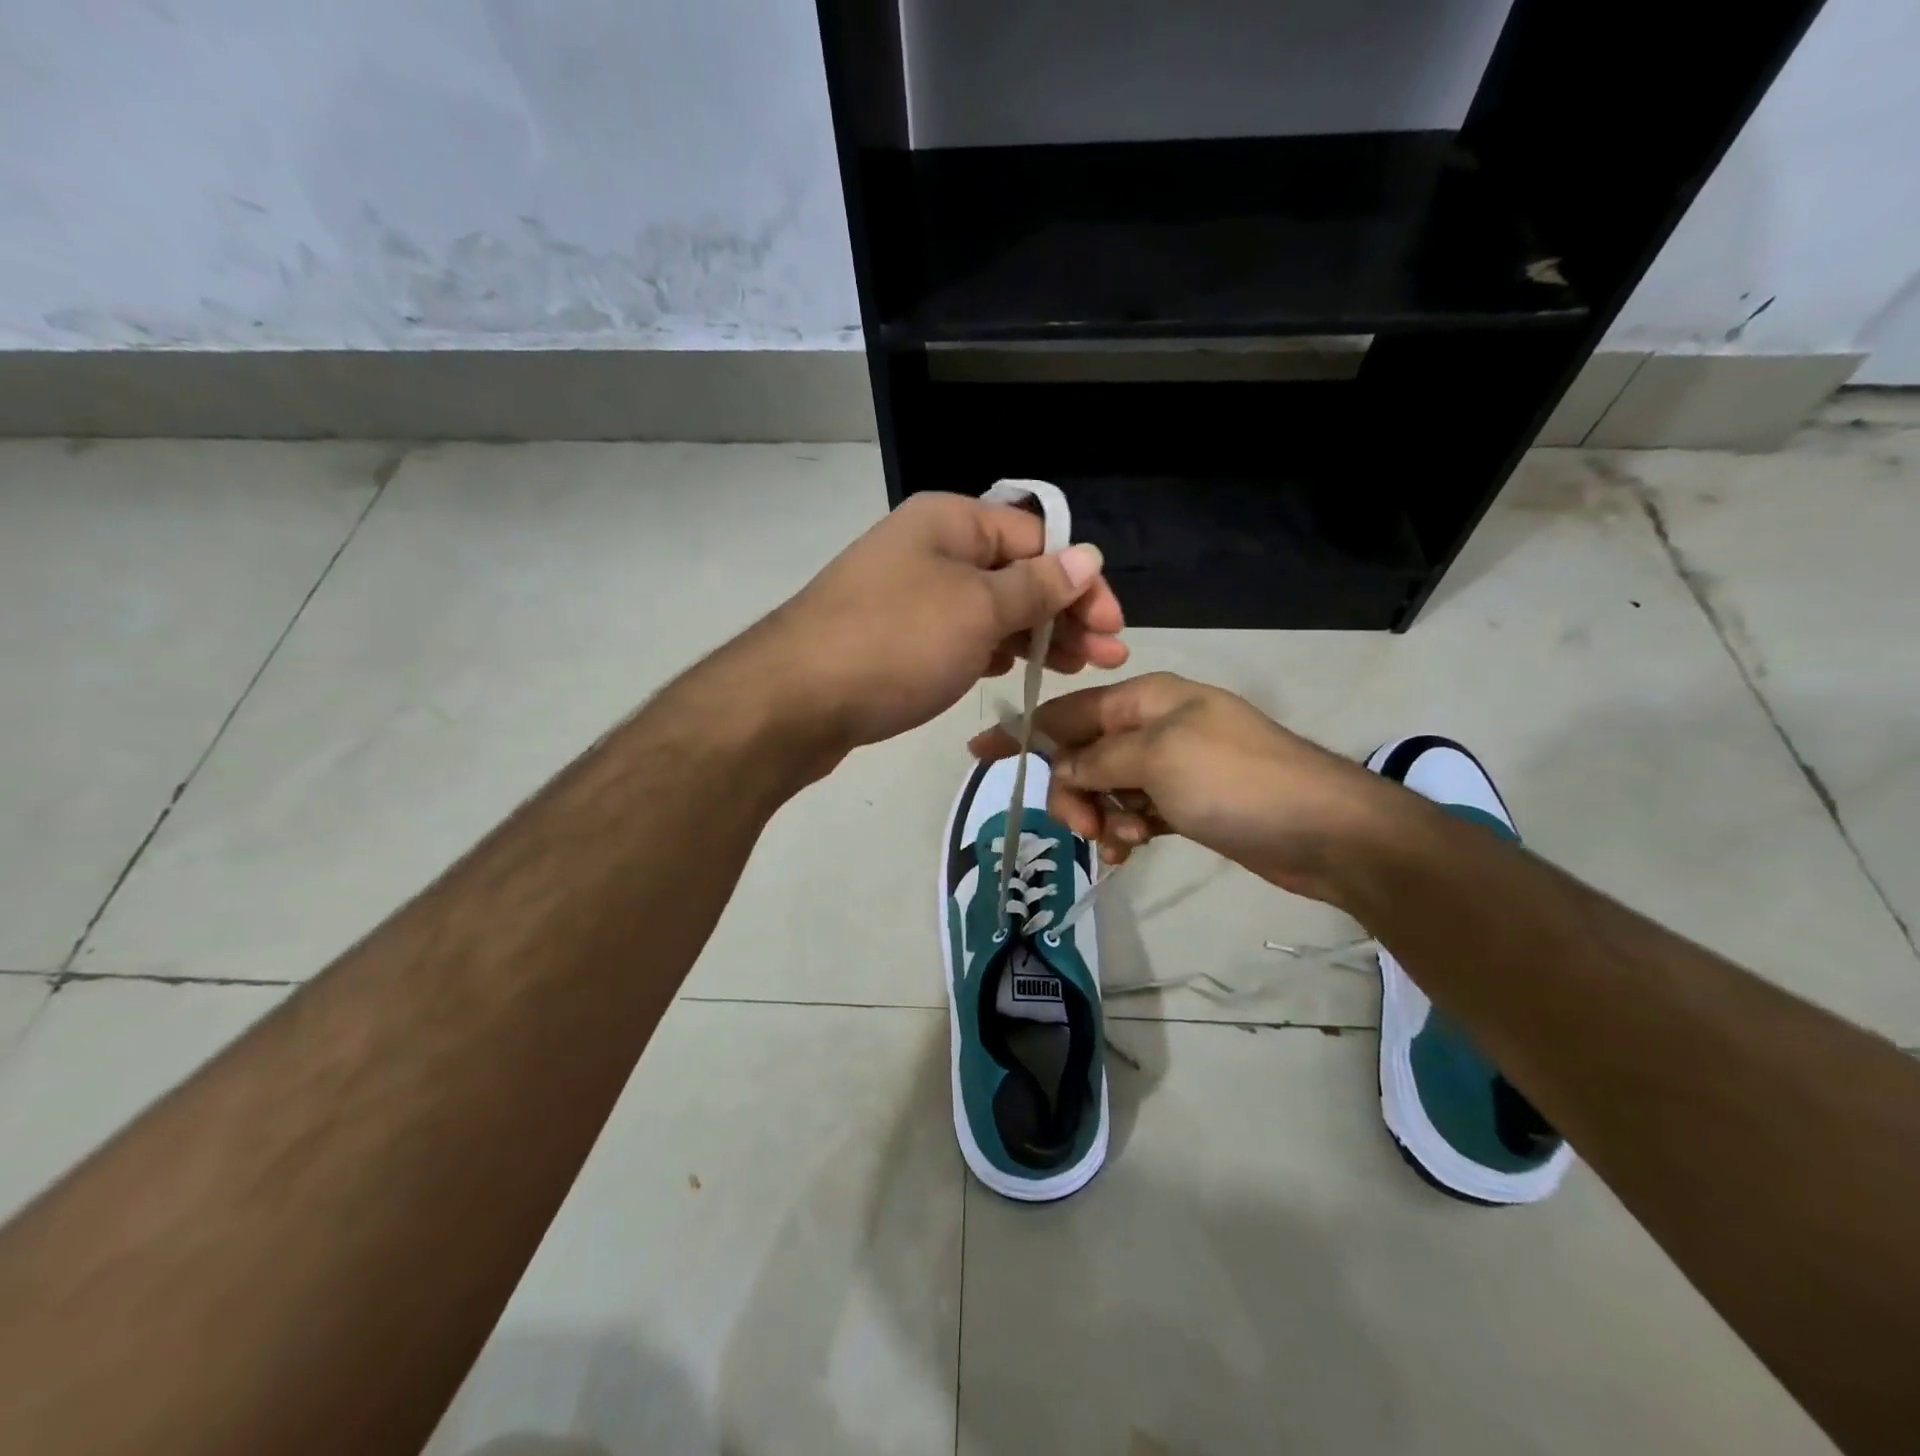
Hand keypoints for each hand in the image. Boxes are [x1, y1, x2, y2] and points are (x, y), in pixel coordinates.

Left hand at [755, 491, 1126, 756]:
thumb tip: (1088, 556)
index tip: (1113, 628)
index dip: (1081, 580)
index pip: (1037, 537)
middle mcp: (928, 547)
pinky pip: (956, 633)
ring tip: (1070, 669)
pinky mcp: (893, 636)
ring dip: (1032, 634)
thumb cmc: (896, 644)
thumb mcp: (978, 611)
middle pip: (1014, 572)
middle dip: (1064, 613)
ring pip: (987, 607)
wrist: (793, 701)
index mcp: (950, 521)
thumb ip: (1036, 586)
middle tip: (1105, 658)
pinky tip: (1010, 670)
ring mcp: (907, 593)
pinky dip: (989, 649)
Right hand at [967, 672, 1408, 904]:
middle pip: (1084, 753)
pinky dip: (1125, 829)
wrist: (1326, 831)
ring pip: (1106, 787)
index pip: (1068, 711)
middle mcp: (1155, 726)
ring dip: (1100, 816)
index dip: (1023, 731)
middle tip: (1082, 824)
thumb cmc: (1237, 781)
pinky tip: (1131, 850)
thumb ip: (1099, 758)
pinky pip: (1134, 811)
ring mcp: (1173, 766)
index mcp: (1147, 699)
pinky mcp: (1187, 803)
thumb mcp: (1158, 758)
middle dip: (1073, 789)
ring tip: (1119, 842)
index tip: (979, 752)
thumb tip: (1063, 767)